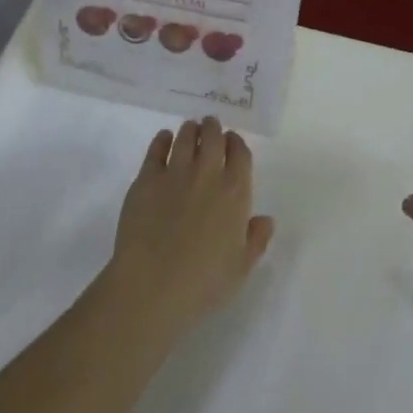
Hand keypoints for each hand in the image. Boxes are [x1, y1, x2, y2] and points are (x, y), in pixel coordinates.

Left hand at [100, 116, 274, 344]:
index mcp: (235, 192)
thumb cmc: (203, 284)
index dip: (237, 143)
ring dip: (190, 129)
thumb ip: (256, 240)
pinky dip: (162, 139)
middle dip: (213, 128)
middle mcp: (208, 174)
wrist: (152, 287)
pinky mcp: (147, 178)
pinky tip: (164, 139)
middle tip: (210, 126)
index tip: (232, 142)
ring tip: (190, 129)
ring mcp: (175, 172)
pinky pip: (156, 148)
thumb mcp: (240, 268)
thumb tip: (266, 219)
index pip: (240, 153)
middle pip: (213, 137)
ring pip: (185, 137)